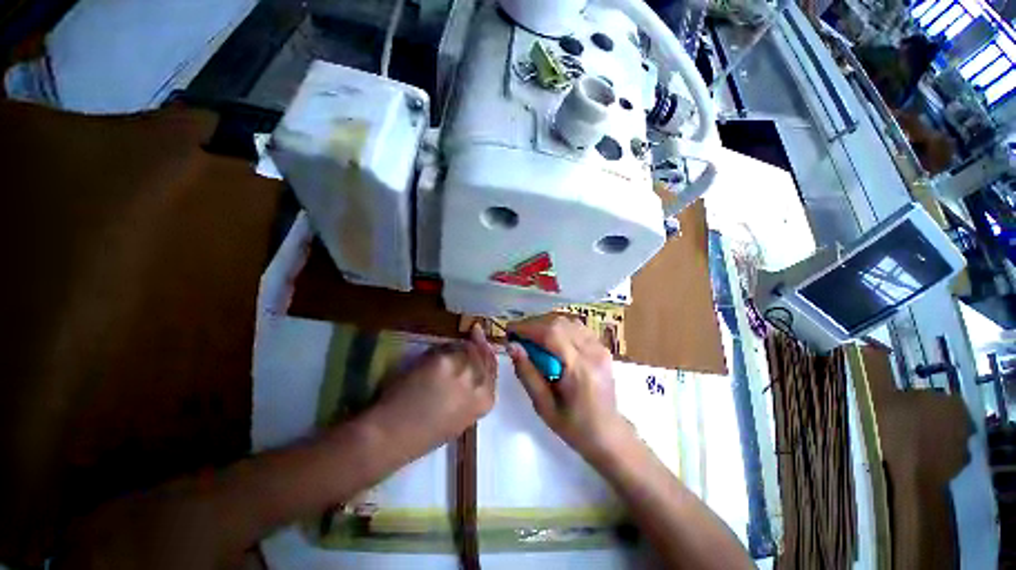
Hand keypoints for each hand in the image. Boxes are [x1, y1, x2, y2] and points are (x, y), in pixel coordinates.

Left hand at [371, 325, 496, 454]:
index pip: (492, 369)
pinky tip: (430, 356)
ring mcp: (462, 369)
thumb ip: (471, 393)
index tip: (483, 342)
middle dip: (479, 343)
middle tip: (475, 332)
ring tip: (447, 350)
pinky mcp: (443, 360)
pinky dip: (440, 349)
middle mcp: (478, 383)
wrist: (394, 434)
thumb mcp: (460, 417)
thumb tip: (473, 370)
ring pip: (466, 348)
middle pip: (482, 354)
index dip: (488, 353)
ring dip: (459, 346)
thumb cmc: (424, 434)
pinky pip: (446, 347)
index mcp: (485, 401)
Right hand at [508, 316, 630, 460]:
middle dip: (535, 324)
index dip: (527, 327)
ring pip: (568, 321)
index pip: (551, 334)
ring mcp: (601, 347)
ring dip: (547, 324)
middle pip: (559, 323)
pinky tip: (552, 339)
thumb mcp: (543, 405)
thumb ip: (527, 373)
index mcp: (579, 369)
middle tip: (519, 336)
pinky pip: (577, 327)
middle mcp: (593, 352)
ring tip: (533, 337)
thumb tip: (512, 346)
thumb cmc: (573, 426)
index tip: (510, 330)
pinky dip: (560, 328)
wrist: (608, 433)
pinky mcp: (603, 347)